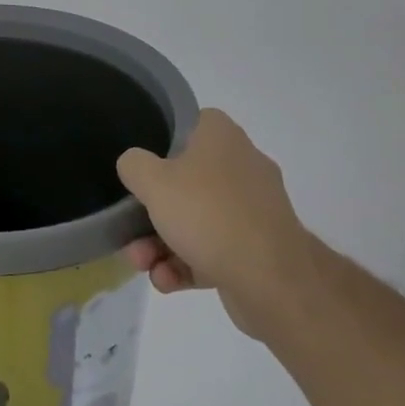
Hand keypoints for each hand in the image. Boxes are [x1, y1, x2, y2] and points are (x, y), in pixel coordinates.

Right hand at [117, 108, 320, 338]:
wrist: (273, 281)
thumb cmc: (208, 214)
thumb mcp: (152, 181)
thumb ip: (134, 165)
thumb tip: (135, 165)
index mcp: (223, 138)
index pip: (193, 123)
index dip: (164, 140)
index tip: (143, 164)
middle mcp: (243, 168)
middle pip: (187, 180)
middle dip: (152, 211)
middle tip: (131, 229)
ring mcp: (253, 211)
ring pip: (197, 220)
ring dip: (162, 243)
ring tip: (143, 265)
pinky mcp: (258, 250)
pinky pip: (214, 249)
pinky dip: (187, 264)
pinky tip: (165, 281)